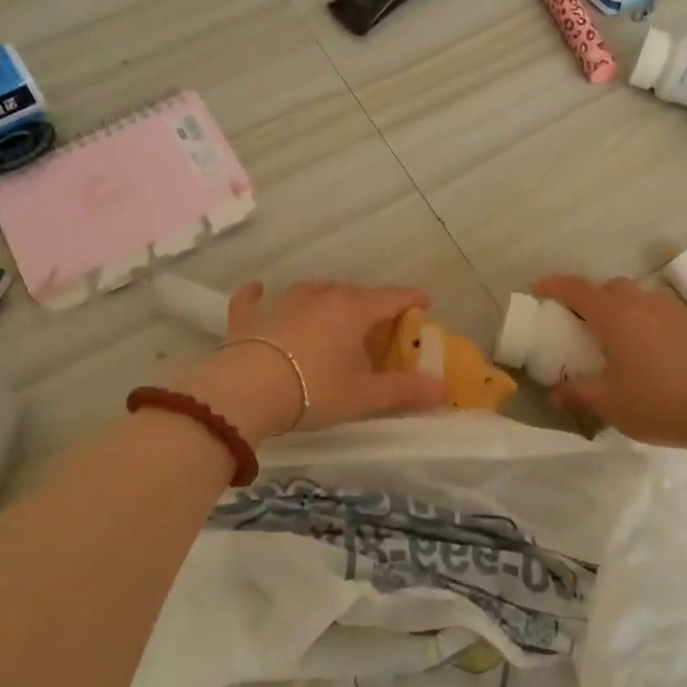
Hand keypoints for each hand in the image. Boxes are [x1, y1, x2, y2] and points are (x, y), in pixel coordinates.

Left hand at [178, 281, 446, 443]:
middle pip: (354, 293)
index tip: (425, 303)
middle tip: (380, 324)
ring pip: (313, 291)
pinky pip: (254, 298)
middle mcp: (320, 296)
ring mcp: (282, 302)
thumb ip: (403, 391)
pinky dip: (259, 294)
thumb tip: (441, 388)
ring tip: (335, 312)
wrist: (245, 391)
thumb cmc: (313, 390)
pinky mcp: (250, 317)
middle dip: (371, 304)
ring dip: (328, 299)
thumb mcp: (363, 396)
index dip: (411, 299)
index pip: (391, 297)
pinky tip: (258, 290)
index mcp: (353, 309)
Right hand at [532, 275, 686, 449]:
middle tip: (590, 323)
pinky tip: (684, 340)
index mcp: (616, 317)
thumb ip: (577, 394)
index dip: (554, 285)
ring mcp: (683, 313)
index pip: (577, 289)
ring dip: (637, 310)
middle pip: (614, 288)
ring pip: (651, 298)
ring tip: (635, 335)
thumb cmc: (659, 403)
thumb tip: (555, 392)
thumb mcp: (610, 405)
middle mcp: (647, 304)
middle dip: (598, 299)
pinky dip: (682, 325)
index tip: (538, 288)